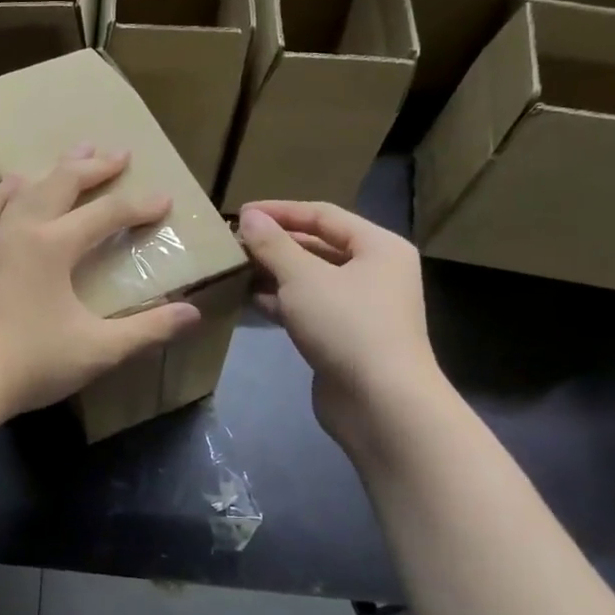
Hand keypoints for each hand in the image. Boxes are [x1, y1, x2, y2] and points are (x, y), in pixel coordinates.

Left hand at [0, 146, 201, 427]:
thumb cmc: (34, 363)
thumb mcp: (100, 349)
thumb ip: (149, 329)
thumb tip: (193, 314)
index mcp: (53, 246)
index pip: (106, 214)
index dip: (138, 206)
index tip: (165, 200)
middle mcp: (23, 231)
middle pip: (62, 184)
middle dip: (94, 167)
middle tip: (120, 154)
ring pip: (27, 191)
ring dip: (54, 170)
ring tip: (74, 153)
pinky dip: (4, 193)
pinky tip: (13, 185)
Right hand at [237, 201, 445, 446]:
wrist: (380, 403)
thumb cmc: (347, 326)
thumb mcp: (303, 278)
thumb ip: (274, 244)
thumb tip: (249, 216)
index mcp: (378, 247)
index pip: (323, 215)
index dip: (281, 211)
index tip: (240, 213)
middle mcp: (375, 272)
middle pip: (318, 246)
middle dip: (275, 244)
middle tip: (233, 242)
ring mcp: (361, 307)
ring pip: (310, 279)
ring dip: (274, 273)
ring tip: (234, 268)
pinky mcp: (344, 336)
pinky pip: (308, 307)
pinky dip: (280, 301)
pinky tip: (248, 299)